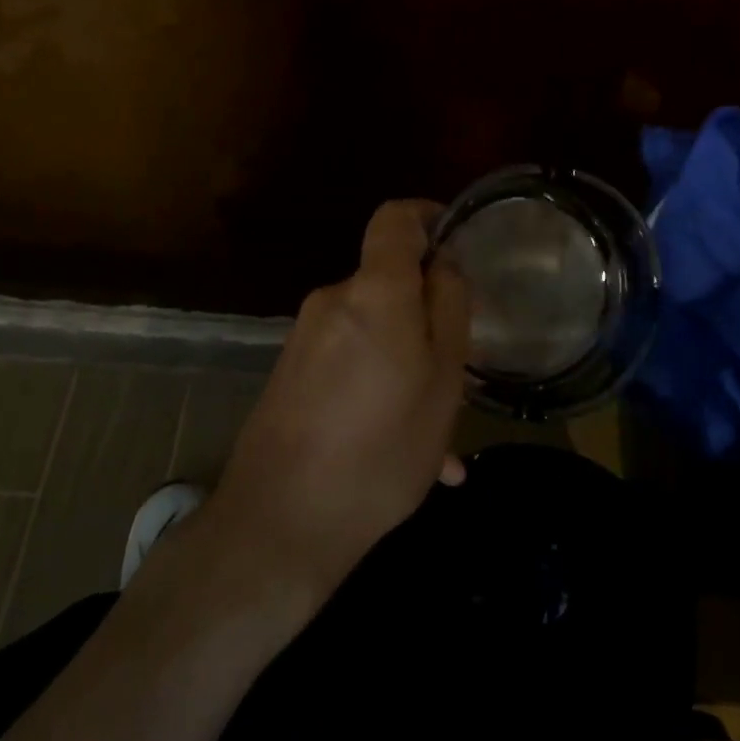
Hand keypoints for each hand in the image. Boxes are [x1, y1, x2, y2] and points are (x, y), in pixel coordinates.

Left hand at [210, 200, 469, 604]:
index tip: (456, 242)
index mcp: (374, 293)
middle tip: (458, 370)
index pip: (396, 218)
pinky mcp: (290, 373)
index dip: (429, 216)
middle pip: (389, 284)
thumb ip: (449, 309)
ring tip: (438, 434)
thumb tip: (444, 265)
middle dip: (427, 315)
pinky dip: (379, 387)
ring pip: (374, 334)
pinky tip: (402, 448)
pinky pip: (350, 364)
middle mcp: (332, 302)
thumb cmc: (381, 449)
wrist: (280, 524)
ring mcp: (305, 339)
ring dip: (407, 366)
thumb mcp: (443, 381)